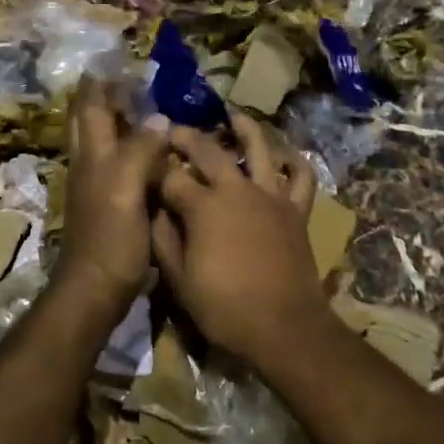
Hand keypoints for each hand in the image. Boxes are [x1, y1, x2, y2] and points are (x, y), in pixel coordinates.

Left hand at [51, 76, 171, 311]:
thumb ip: (140, 150)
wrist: (96, 288)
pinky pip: (118, 164)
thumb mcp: (126, 188)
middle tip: (130, 80)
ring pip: (102, 141)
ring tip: (144, 106)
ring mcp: (96, 185)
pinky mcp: (108, 204)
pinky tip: (152, 152)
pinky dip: (131, 148)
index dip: (100, 82)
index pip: (90, 106)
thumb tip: (158, 118)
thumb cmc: (111, 237)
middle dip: (104, 96)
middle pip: (89, 120)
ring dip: (117, 120)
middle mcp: (90, 164)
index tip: (117, 59)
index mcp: (92, 154)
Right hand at [149, 111, 328, 367]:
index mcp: (203, 206)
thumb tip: (154, 210)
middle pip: (208, 150)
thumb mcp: (179, 281)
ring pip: (259, 149)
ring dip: (245, 129)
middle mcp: (236, 190)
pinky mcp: (295, 209)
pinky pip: (300, 177)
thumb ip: (163, 240)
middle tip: (173, 130)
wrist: (284, 326)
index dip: (154, 169)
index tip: (143, 162)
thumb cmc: (225, 308)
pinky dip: (294, 161)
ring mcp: (270, 195)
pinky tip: (284, 155)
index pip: (171, 177)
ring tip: (234, 116)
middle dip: (187, 137)